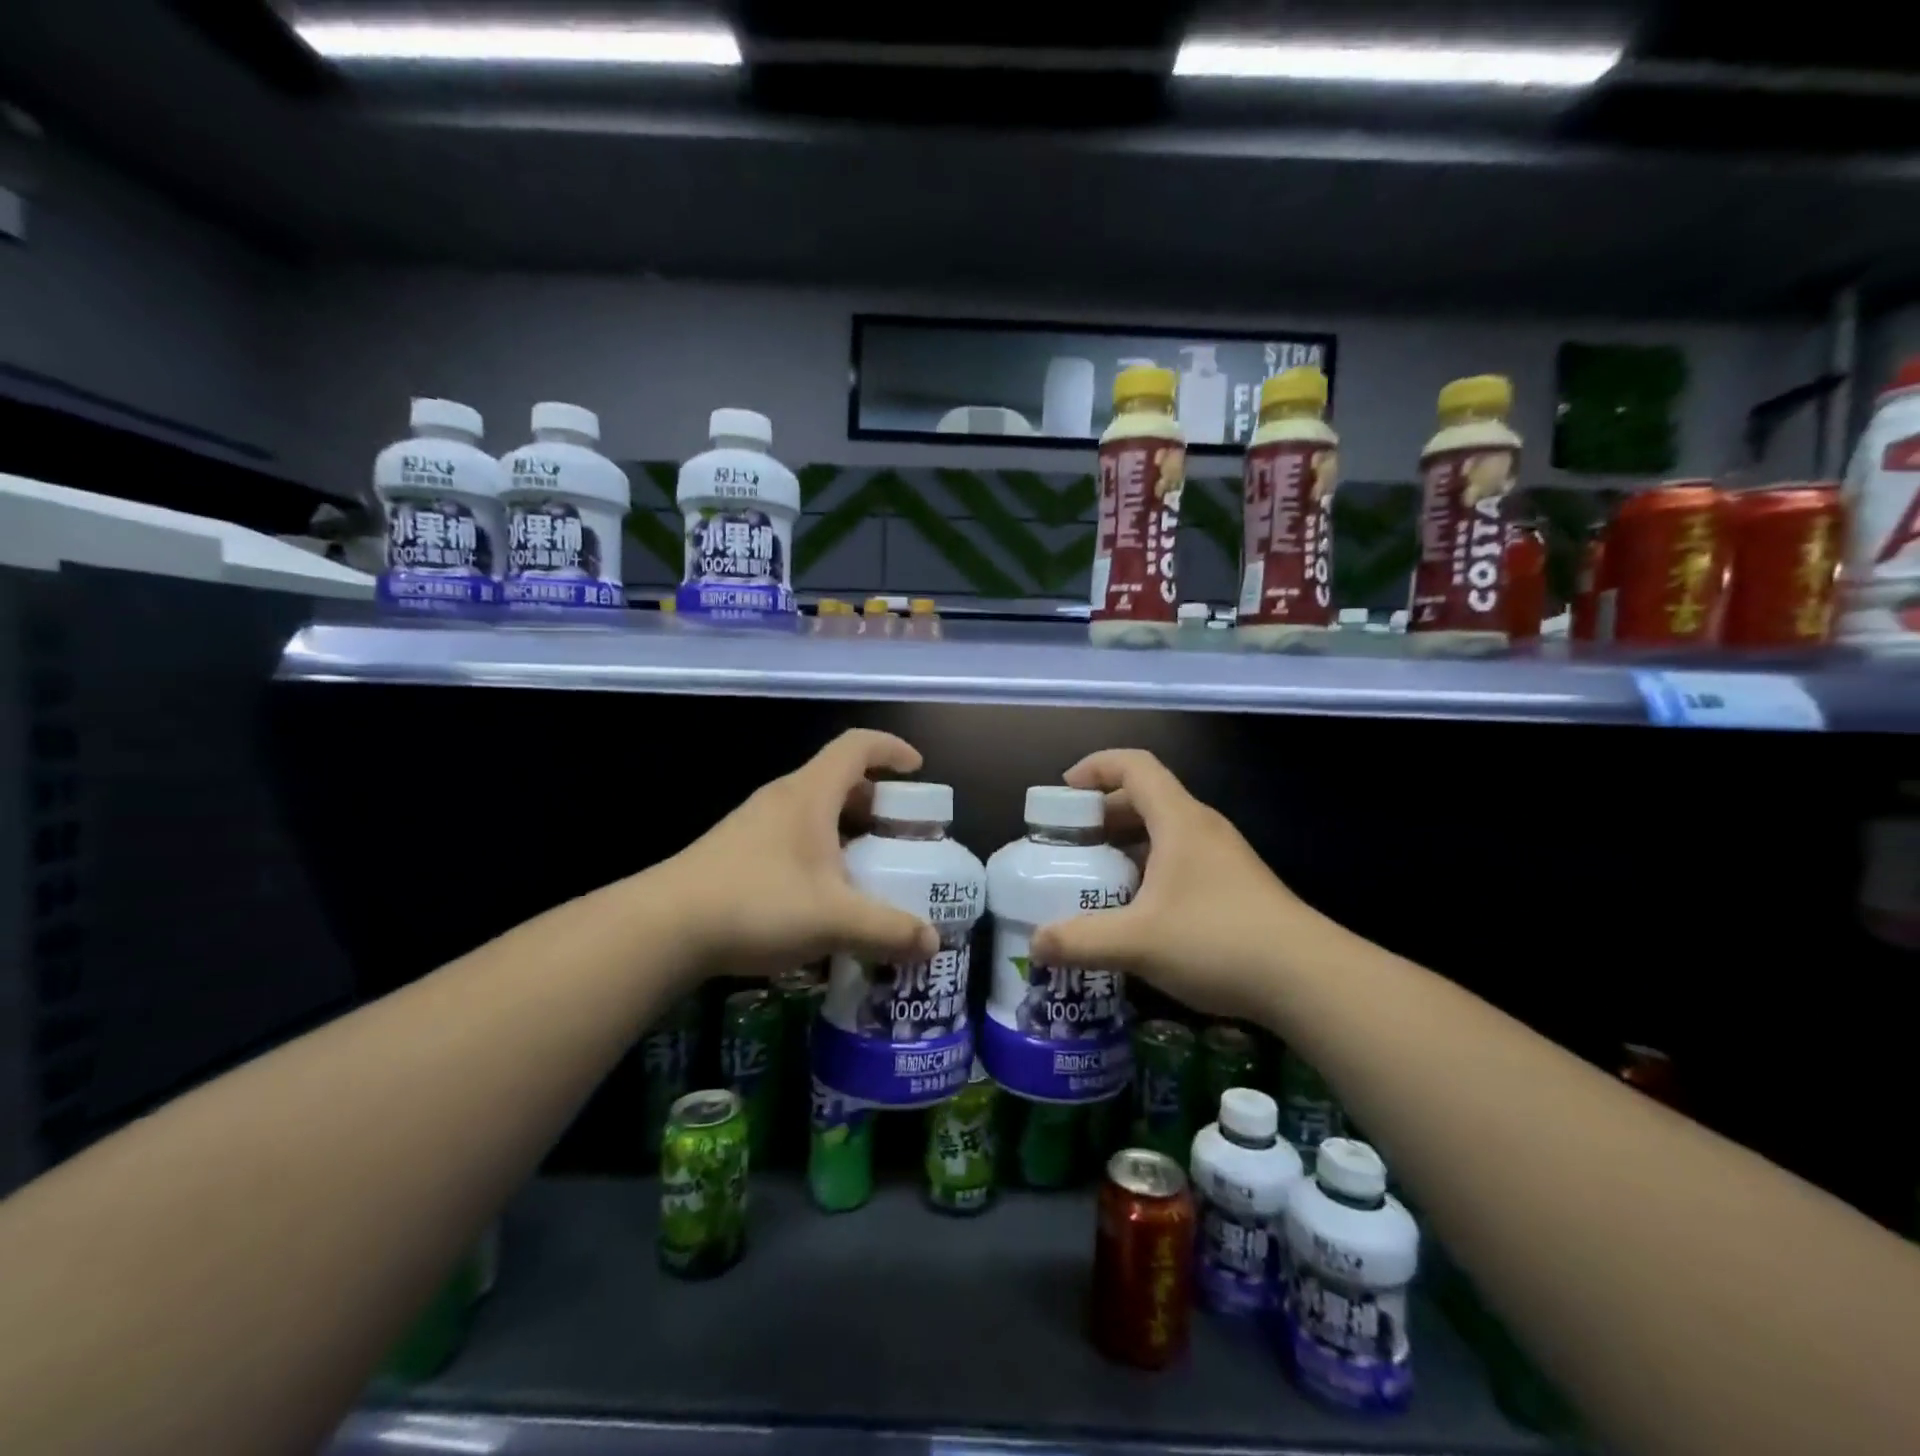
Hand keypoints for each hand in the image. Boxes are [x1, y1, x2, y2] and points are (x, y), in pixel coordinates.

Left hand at [658, 729, 939, 979]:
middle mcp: (783, 799)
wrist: (664, 927)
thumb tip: (932, 942)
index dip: (892, 749)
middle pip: (838, 780)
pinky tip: (823, 897)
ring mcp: (755, 824)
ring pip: (814, 811)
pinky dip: (820, 852)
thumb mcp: (834, 919)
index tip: (918, 771)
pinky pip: (793, 836)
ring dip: (847, 831)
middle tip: (900, 835)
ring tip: (867, 870)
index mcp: (810, 794)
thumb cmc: (757, 904)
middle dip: (876, 802)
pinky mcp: (736, 851)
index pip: (857, 746)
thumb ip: (888, 929)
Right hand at [1030, 749, 1303, 1021]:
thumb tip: (1035, 945)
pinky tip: (1135, 911)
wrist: (1309, 979)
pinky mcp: (1234, 886)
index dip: (1095, 767)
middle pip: (1145, 798)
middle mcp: (1201, 828)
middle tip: (1068, 844)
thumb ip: (1080, 941)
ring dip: (1125, 845)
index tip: (1063, 793)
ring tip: (1094, 878)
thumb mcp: (1138, 942)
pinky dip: (1148, 870)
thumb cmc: (1218, 941)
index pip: (1134, 766)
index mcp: (1179, 821)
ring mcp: (1222, 857)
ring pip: (1163, 833)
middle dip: (1101, 814)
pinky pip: (1179, 860)